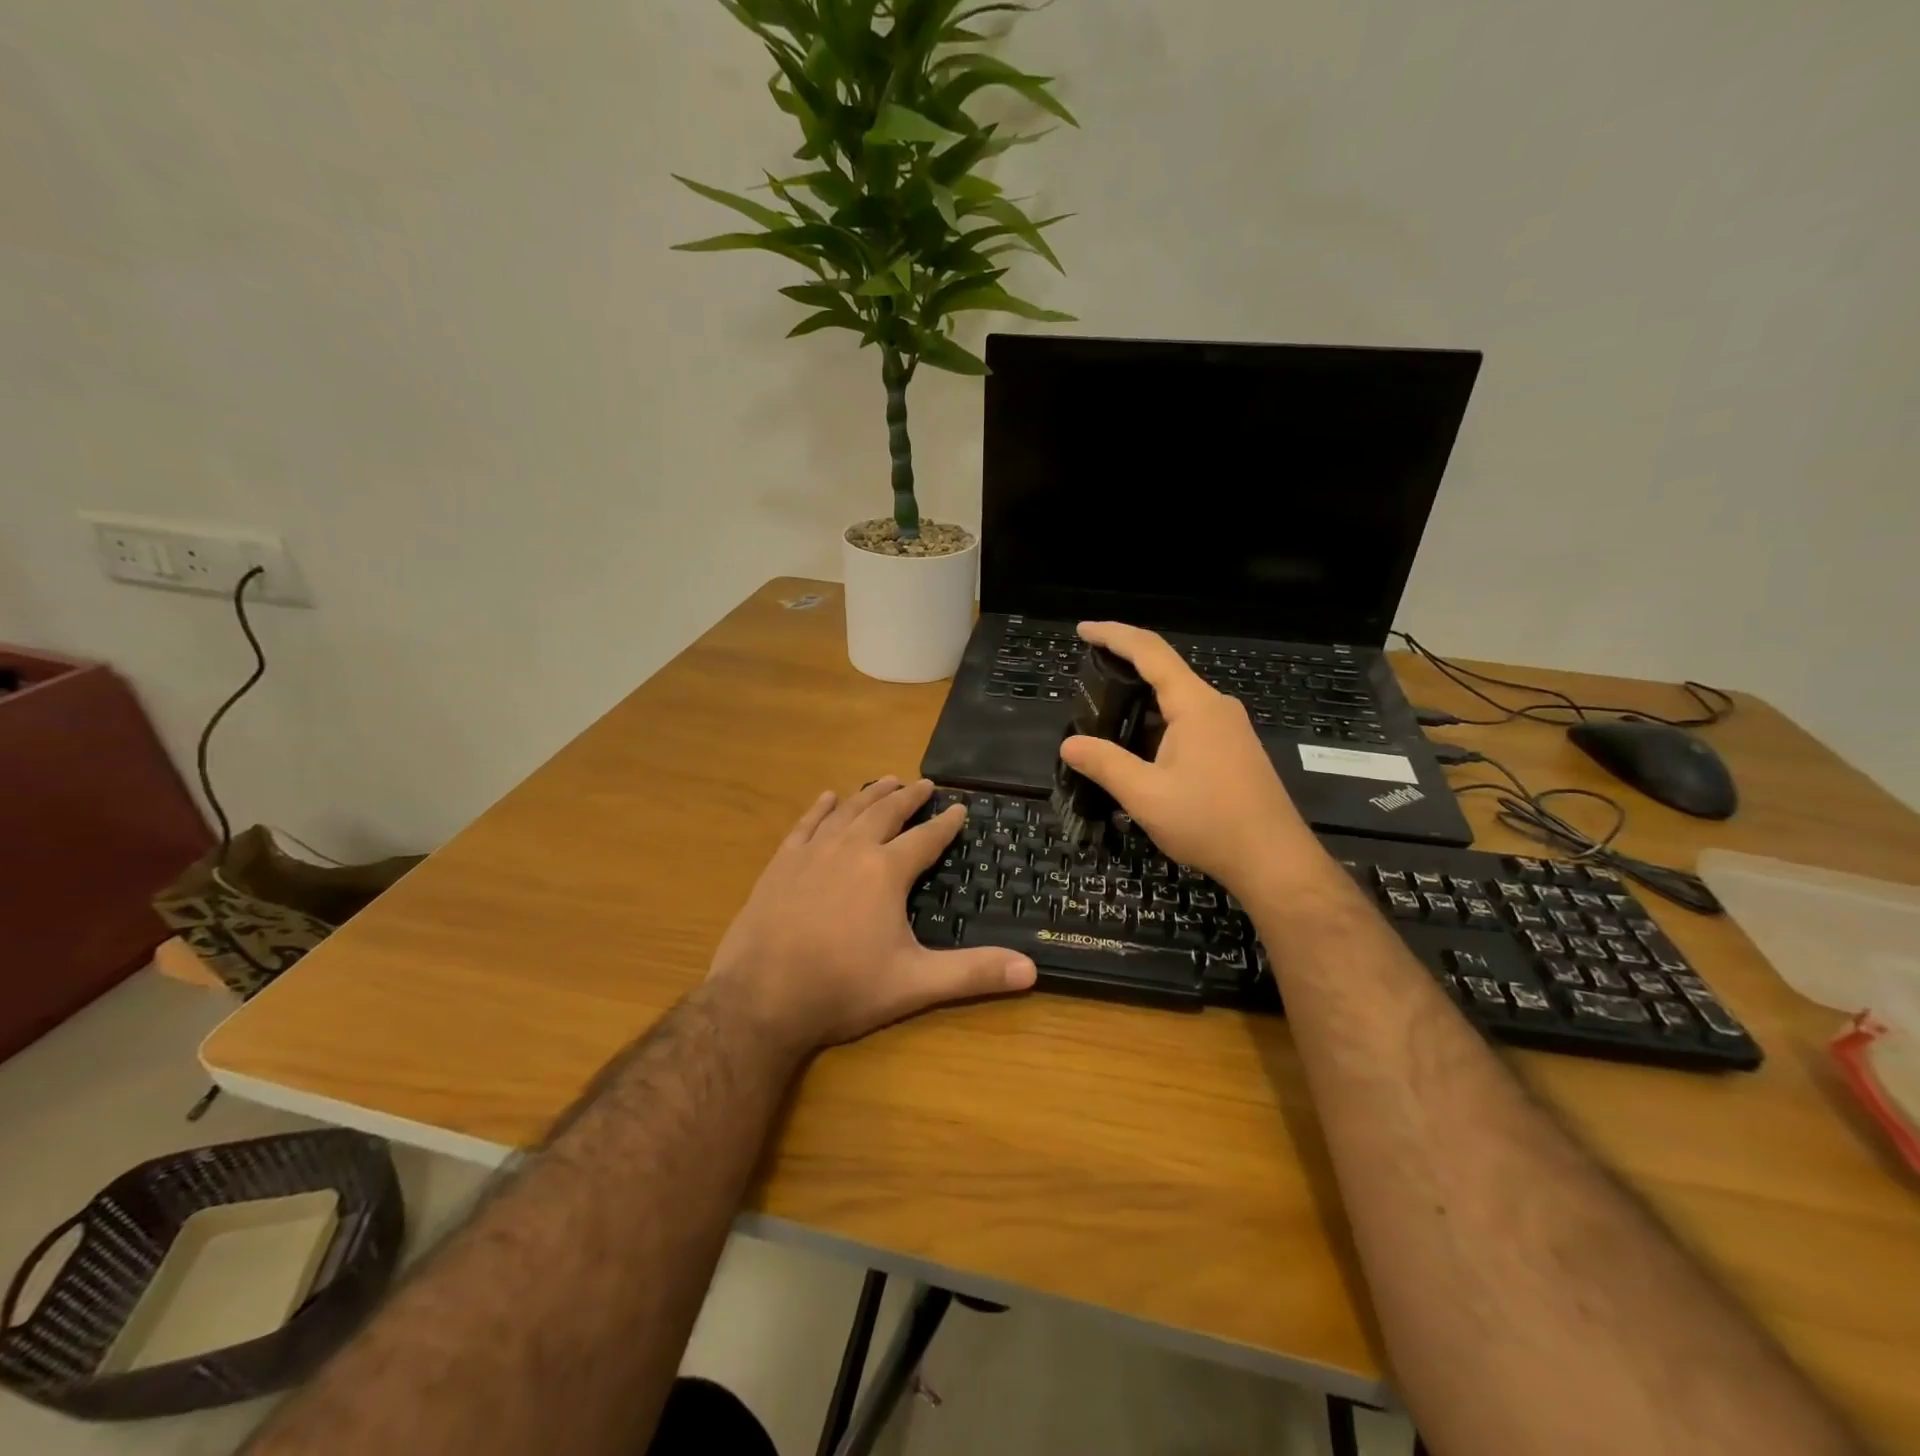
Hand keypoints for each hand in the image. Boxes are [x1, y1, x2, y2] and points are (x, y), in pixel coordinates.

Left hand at [707, 777, 1035, 1051]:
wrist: (760, 998)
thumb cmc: (843, 989)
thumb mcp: (914, 984)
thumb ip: (973, 974)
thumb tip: (1032, 970)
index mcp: (886, 871)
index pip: (925, 838)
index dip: (946, 823)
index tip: (961, 807)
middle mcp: (851, 850)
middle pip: (885, 813)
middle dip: (908, 797)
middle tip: (925, 783)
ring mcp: (812, 853)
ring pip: (847, 811)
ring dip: (869, 794)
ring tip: (886, 780)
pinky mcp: (781, 864)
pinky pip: (805, 824)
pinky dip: (820, 808)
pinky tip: (828, 797)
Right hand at [1059, 623, 1322, 893]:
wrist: (1273, 860)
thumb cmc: (1209, 822)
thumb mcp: (1145, 794)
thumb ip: (1104, 764)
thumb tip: (1069, 744)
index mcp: (1195, 705)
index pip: (1149, 652)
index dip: (1113, 635)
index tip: (1083, 630)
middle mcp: (1216, 706)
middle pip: (1164, 672)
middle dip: (1123, 670)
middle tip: (1087, 682)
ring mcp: (1229, 728)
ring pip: (1176, 702)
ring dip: (1140, 706)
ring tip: (1105, 722)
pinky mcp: (1234, 750)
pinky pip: (1189, 723)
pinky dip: (1158, 726)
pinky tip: (1139, 753)